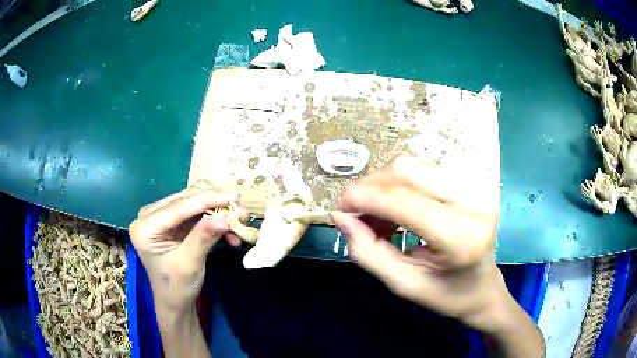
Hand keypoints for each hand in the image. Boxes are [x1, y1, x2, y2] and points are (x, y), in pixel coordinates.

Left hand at [128, 180, 245, 309]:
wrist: (175, 301)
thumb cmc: (177, 287)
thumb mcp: (189, 264)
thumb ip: (203, 238)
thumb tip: (224, 218)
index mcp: (145, 226)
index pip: (178, 206)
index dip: (207, 200)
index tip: (234, 198)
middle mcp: (149, 215)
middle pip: (186, 200)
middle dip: (215, 205)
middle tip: (240, 213)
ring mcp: (160, 216)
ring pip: (193, 203)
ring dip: (216, 211)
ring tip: (238, 224)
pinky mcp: (171, 221)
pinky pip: (195, 212)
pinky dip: (213, 219)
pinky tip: (228, 232)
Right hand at [330, 155, 504, 327]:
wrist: (485, 288)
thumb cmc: (448, 295)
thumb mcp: (403, 284)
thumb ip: (368, 252)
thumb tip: (341, 217)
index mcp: (460, 236)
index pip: (402, 201)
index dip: (363, 197)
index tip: (339, 208)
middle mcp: (471, 201)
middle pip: (407, 170)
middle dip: (371, 187)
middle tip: (357, 215)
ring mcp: (474, 187)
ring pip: (414, 166)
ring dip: (385, 186)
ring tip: (379, 217)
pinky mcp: (470, 183)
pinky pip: (424, 171)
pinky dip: (400, 186)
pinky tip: (399, 211)